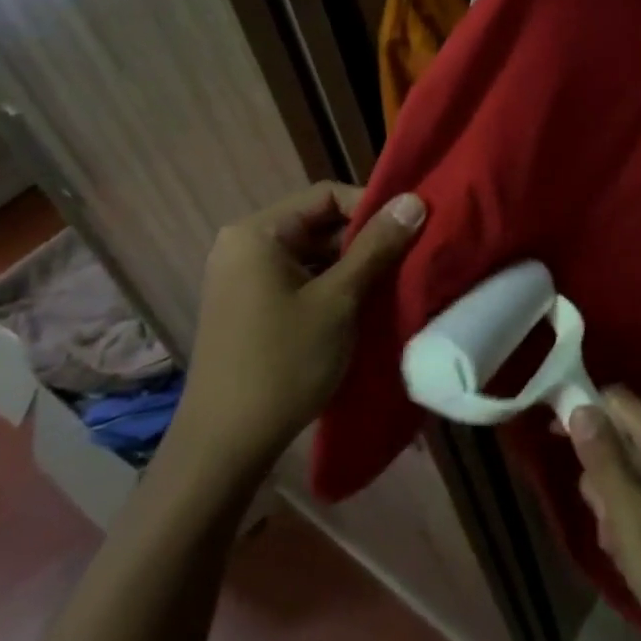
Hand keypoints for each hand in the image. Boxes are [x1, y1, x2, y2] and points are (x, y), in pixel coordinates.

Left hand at [175, 182, 424, 475]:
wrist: (225, 445)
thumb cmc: (283, 363)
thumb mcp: (338, 300)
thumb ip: (376, 246)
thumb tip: (414, 200)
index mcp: (257, 233)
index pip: (327, 195)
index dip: (372, 208)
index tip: (409, 232)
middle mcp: (244, 246)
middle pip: (319, 223)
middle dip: (365, 240)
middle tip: (407, 260)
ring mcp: (243, 278)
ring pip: (312, 253)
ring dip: (352, 266)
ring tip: (391, 284)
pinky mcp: (249, 306)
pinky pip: (299, 278)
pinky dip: (331, 286)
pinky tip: (361, 307)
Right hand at [567, 390, 640, 640]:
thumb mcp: (630, 518)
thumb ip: (604, 462)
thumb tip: (580, 408)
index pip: (619, 402)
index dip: (585, 410)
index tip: (554, 439)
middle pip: (621, 437)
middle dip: (599, 473)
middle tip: (602, 516)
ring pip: (627, 471)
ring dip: (611, 503)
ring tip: (617, 543)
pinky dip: (627, 519)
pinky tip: (628, 554)